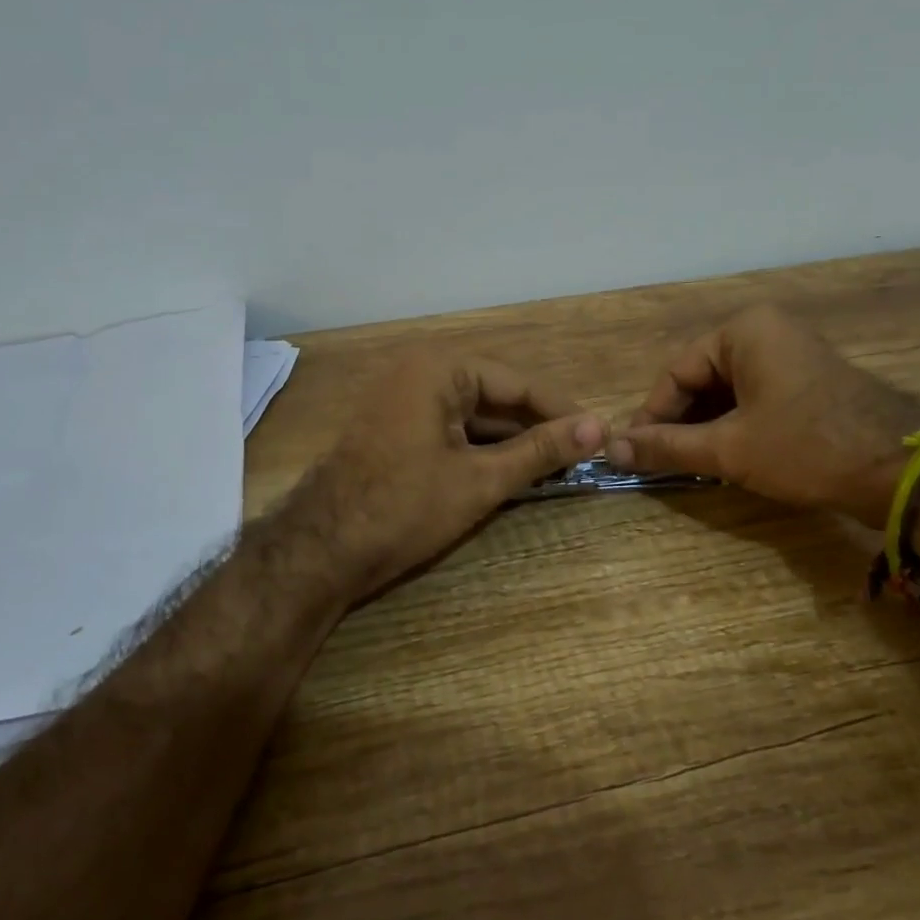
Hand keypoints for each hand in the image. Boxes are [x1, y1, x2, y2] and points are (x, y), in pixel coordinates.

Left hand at [296, 350, 606, 598]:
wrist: (321, 551)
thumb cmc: (405, 507)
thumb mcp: (481, 480)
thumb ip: (541, 451)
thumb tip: (599, 428)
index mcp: (440, 368)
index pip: (518, 382)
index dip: (561, 410)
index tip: (599, 433)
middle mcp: (419, 372)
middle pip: (495, 396)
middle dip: (535, 427)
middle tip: (581, 456)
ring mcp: (402, 401)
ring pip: (473, 416)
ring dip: (510, 441)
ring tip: (555, 468)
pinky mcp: (394, 429)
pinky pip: (450, 430)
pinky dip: (480, 450)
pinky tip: (510, 472)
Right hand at [608, 304, 919, 524]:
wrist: (901, 471)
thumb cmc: (806, 448)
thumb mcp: (728, 449)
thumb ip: (667, 446)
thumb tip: (612, 449)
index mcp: (744, 331)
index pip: (676, 371)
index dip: (651, 414)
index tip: (634, 451)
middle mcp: (767, 331)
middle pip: (702, 378)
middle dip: (680, 421)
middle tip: (660, 461)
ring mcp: (792, 354)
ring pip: (727, 391)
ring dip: (705, 426)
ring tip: (688, 464)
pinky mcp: (808, 381)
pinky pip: (754, 397)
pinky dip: (734, 425)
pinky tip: (723, 456)